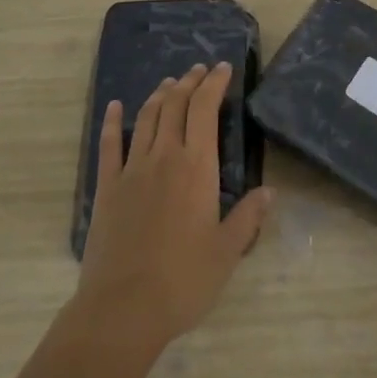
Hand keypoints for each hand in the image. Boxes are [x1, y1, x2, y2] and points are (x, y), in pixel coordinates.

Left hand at [73, 63, 271, 355]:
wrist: (123, 309)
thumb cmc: (183, 281)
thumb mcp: (227, 252)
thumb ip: (248, 217)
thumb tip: (269, 191)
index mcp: (196, 167)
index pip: (205, 109)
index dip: (214, 84)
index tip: (222, 68)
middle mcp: (164, 157)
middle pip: (176, 105)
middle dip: (189, 83)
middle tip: (199, 70)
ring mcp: (132, 170)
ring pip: (146, 118)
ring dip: (160, 95)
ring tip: (169, 83)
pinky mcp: (107, 188)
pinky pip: (108, 146)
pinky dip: (112, 122)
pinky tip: (114, 107)